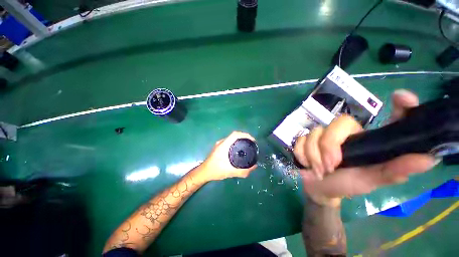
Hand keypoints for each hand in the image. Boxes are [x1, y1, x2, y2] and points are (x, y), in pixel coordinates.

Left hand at [198, 131, 257, 181]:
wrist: (204, 172)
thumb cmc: (216, 170)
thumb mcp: (230, 172)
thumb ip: (243, 171)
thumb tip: (254, 167)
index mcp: (224, 145)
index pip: (235, 134)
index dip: (245, 135)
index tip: (252, 140)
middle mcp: (222, 142)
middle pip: (235, 135)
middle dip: (244, 137)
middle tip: (251, 144)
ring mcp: (219, 144)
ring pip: (232, 139)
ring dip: (240, 140)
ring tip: (247, 146)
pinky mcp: (219, 147)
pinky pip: (229, 142)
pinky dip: (235, 143)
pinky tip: (238, 150)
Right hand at [293, 89, 437, 206]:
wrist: (319, 187)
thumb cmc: (347, 184)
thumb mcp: (372, 180)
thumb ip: (395, 171)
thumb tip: (428, 158)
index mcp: (368, 139)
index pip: (389, 116)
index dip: (400, 105)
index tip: (401, 98)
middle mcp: (347, 132)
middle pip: (337, 124)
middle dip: (329, 146)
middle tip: (330, 166)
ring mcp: (323, 134)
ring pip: (313, 134)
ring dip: (313, 156)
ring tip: (319, 170)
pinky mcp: (304, 139)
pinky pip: (299, 140)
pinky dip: (302, 155)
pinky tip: (306, 163)